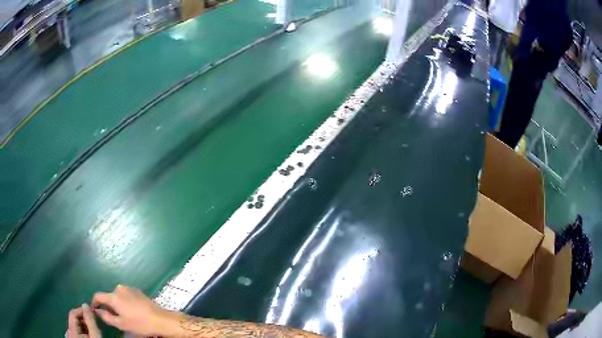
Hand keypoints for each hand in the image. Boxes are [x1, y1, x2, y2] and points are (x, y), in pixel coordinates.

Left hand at [67, 303, 100, 337]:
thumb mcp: (95, 336)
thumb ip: (90, 321)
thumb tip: (86, 305)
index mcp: (71, 330)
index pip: (73, 313)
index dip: (82, 311)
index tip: (93, 314)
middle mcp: (67, 333)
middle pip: (74, 322)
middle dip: (85, 323)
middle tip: (96, 328)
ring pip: (75, 330)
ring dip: (84, 329)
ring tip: (94, 335)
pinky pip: (75, 336)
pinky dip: (82, 335)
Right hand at [92, 285, 174, 336]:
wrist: (160, 319)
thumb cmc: (139, 324)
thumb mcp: (121, 324)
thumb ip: (106, 317)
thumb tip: (97, 311)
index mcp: (113, 296)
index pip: (98, 296)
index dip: (94, 302)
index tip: (95, 310)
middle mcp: (119, 289)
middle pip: (109, 296)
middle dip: (108, 306)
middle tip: (114, 317)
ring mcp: (129, 288)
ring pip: (117, 296)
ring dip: (117, 303)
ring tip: (124, 315)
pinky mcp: (137, 290)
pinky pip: (126, 295)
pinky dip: (125, 301)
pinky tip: (132, 311)